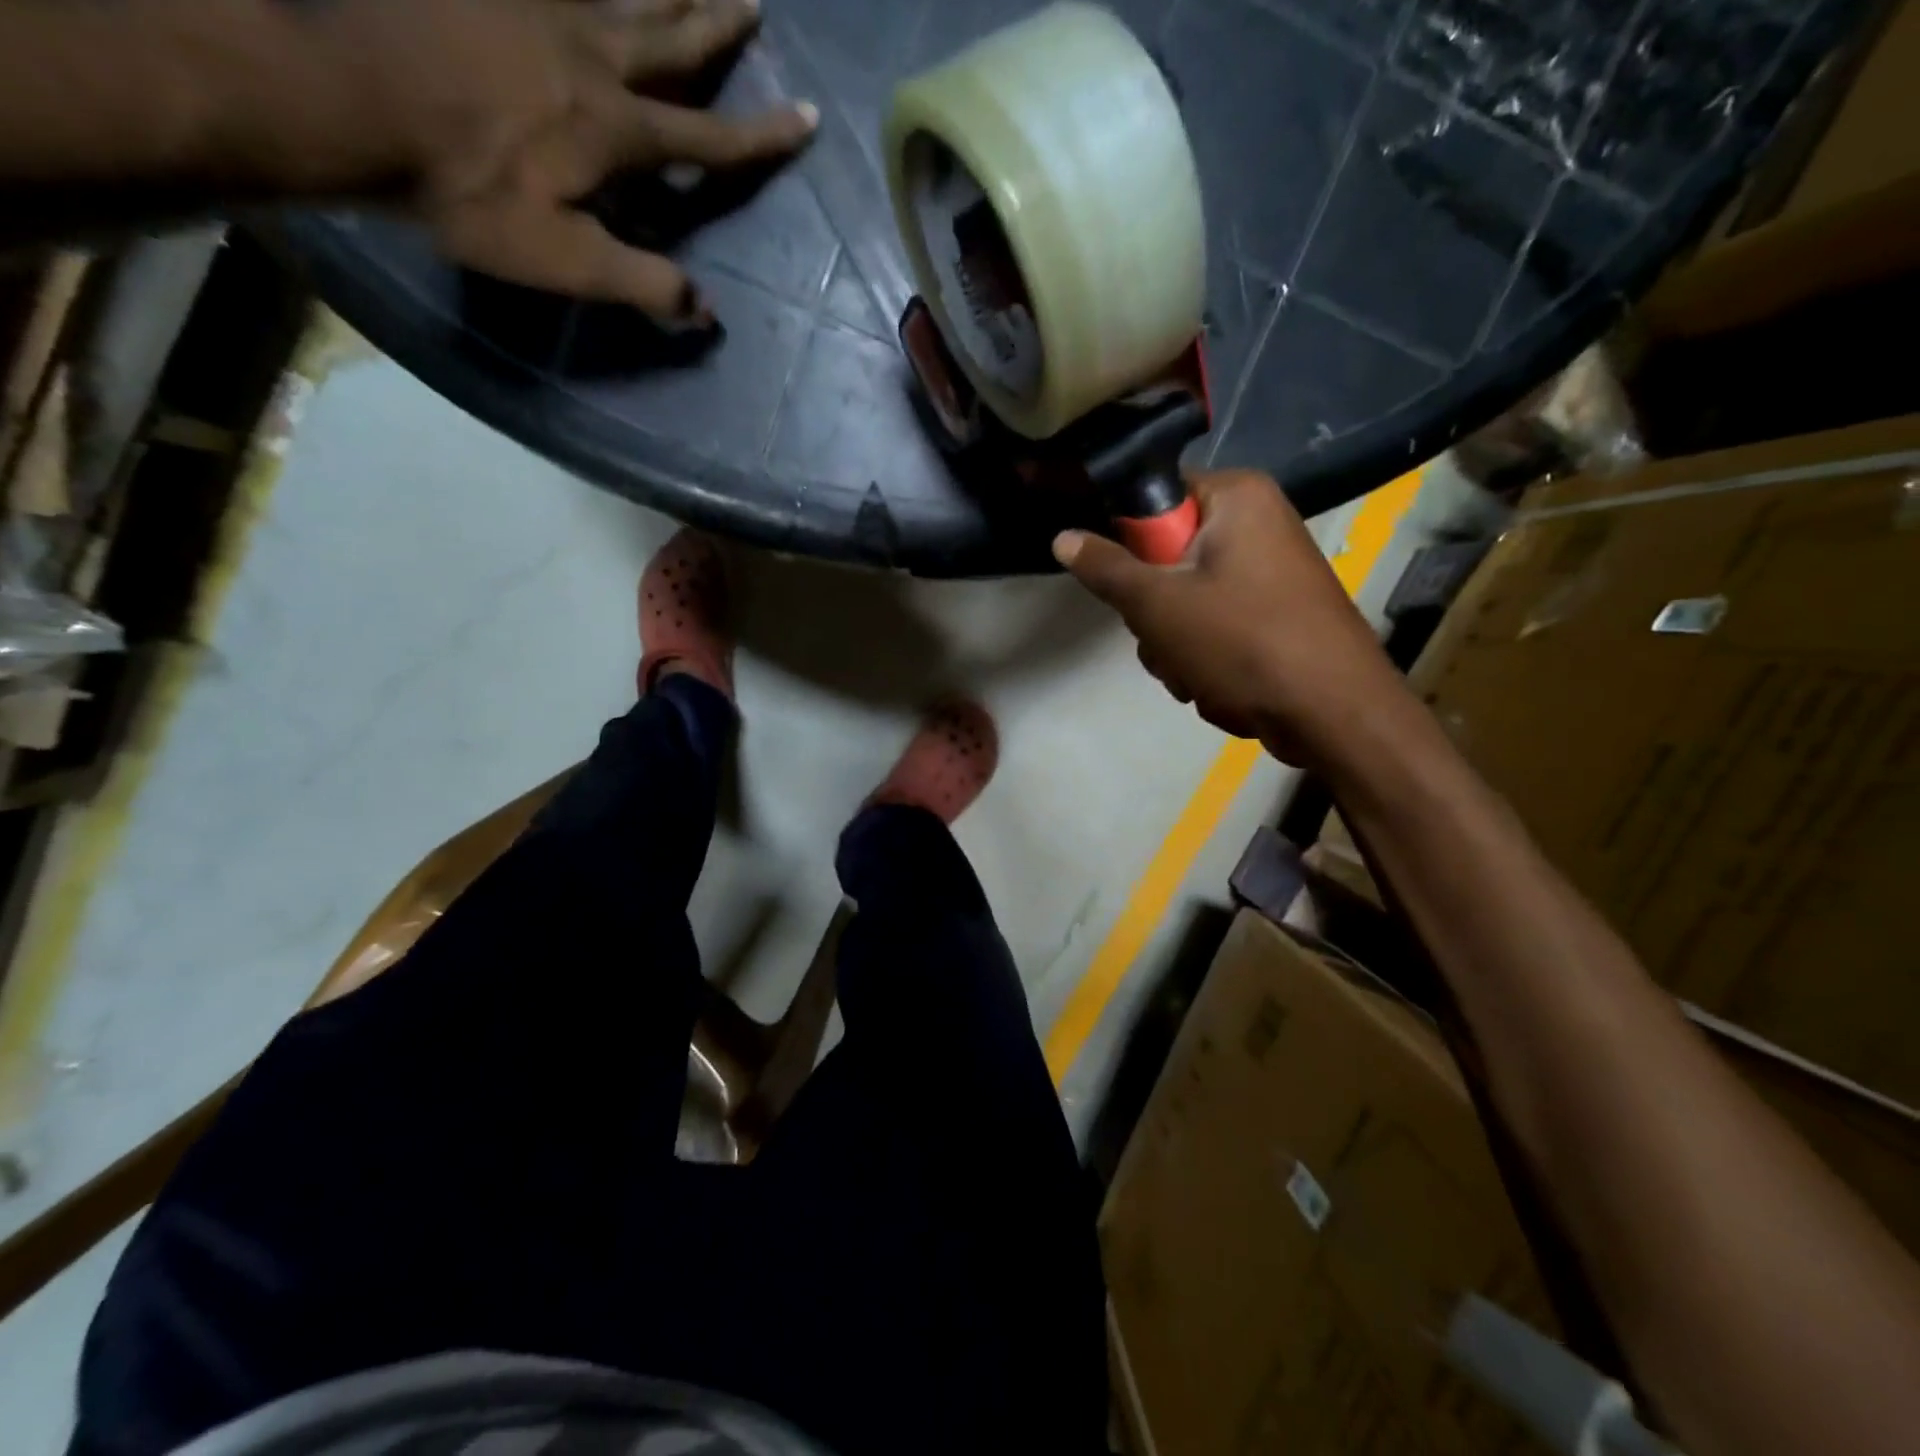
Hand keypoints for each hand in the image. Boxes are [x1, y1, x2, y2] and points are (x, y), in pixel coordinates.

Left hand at [305, 0, 817, 321]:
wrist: (346, 102)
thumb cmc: (465, 193)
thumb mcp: (564, 260)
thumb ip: (641, 283)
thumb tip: (706, 312)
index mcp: (617, 131)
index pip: (709, 139)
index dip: (761, 135)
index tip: (806, 117)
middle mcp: (592, 56)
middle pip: (672, 40)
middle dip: (718, 28)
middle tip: (754, 3)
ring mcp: (535, 8)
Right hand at [1053, 470, 1415, 768]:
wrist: (1334, 714)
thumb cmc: (1243, 642)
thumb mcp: (1158, 604)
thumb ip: (1106, 569)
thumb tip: (1063, 537)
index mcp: (1237, 498)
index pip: (1156, 497)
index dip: (1129, 542)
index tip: (1124, 584)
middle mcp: (1257, 524)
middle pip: (1167, 557)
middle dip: (1154, 612)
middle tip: (1164, 636)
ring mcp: (1269, 573)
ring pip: (1184, 601)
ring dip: (1174, 645)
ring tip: (1194, 672)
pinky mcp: (1274, 615)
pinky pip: (1214, 627)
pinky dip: (1205, 658)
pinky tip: (1217, 685)